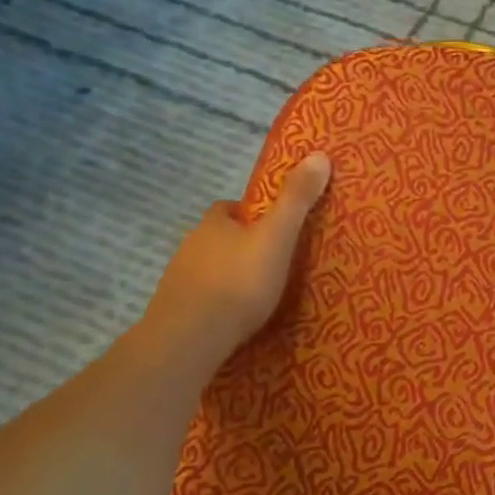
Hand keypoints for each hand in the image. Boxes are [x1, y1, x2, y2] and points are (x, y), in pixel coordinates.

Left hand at [134, 153, 331, 368]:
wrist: (189, 339)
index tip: (274, 227)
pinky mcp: (175, 312)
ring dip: (229, 276)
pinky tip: (235, 320)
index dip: (251, 214)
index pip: (230, 208)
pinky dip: (218, 304)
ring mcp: (178, 281)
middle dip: (241, 247)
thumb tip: (319, 154)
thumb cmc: (238, 282)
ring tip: (259, 295)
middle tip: (273, 263)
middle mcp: (190, 246)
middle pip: (219, 239)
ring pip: (209, 270)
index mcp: (214, 224)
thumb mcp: (276, 237)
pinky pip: (202, 300)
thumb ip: (296, 200)